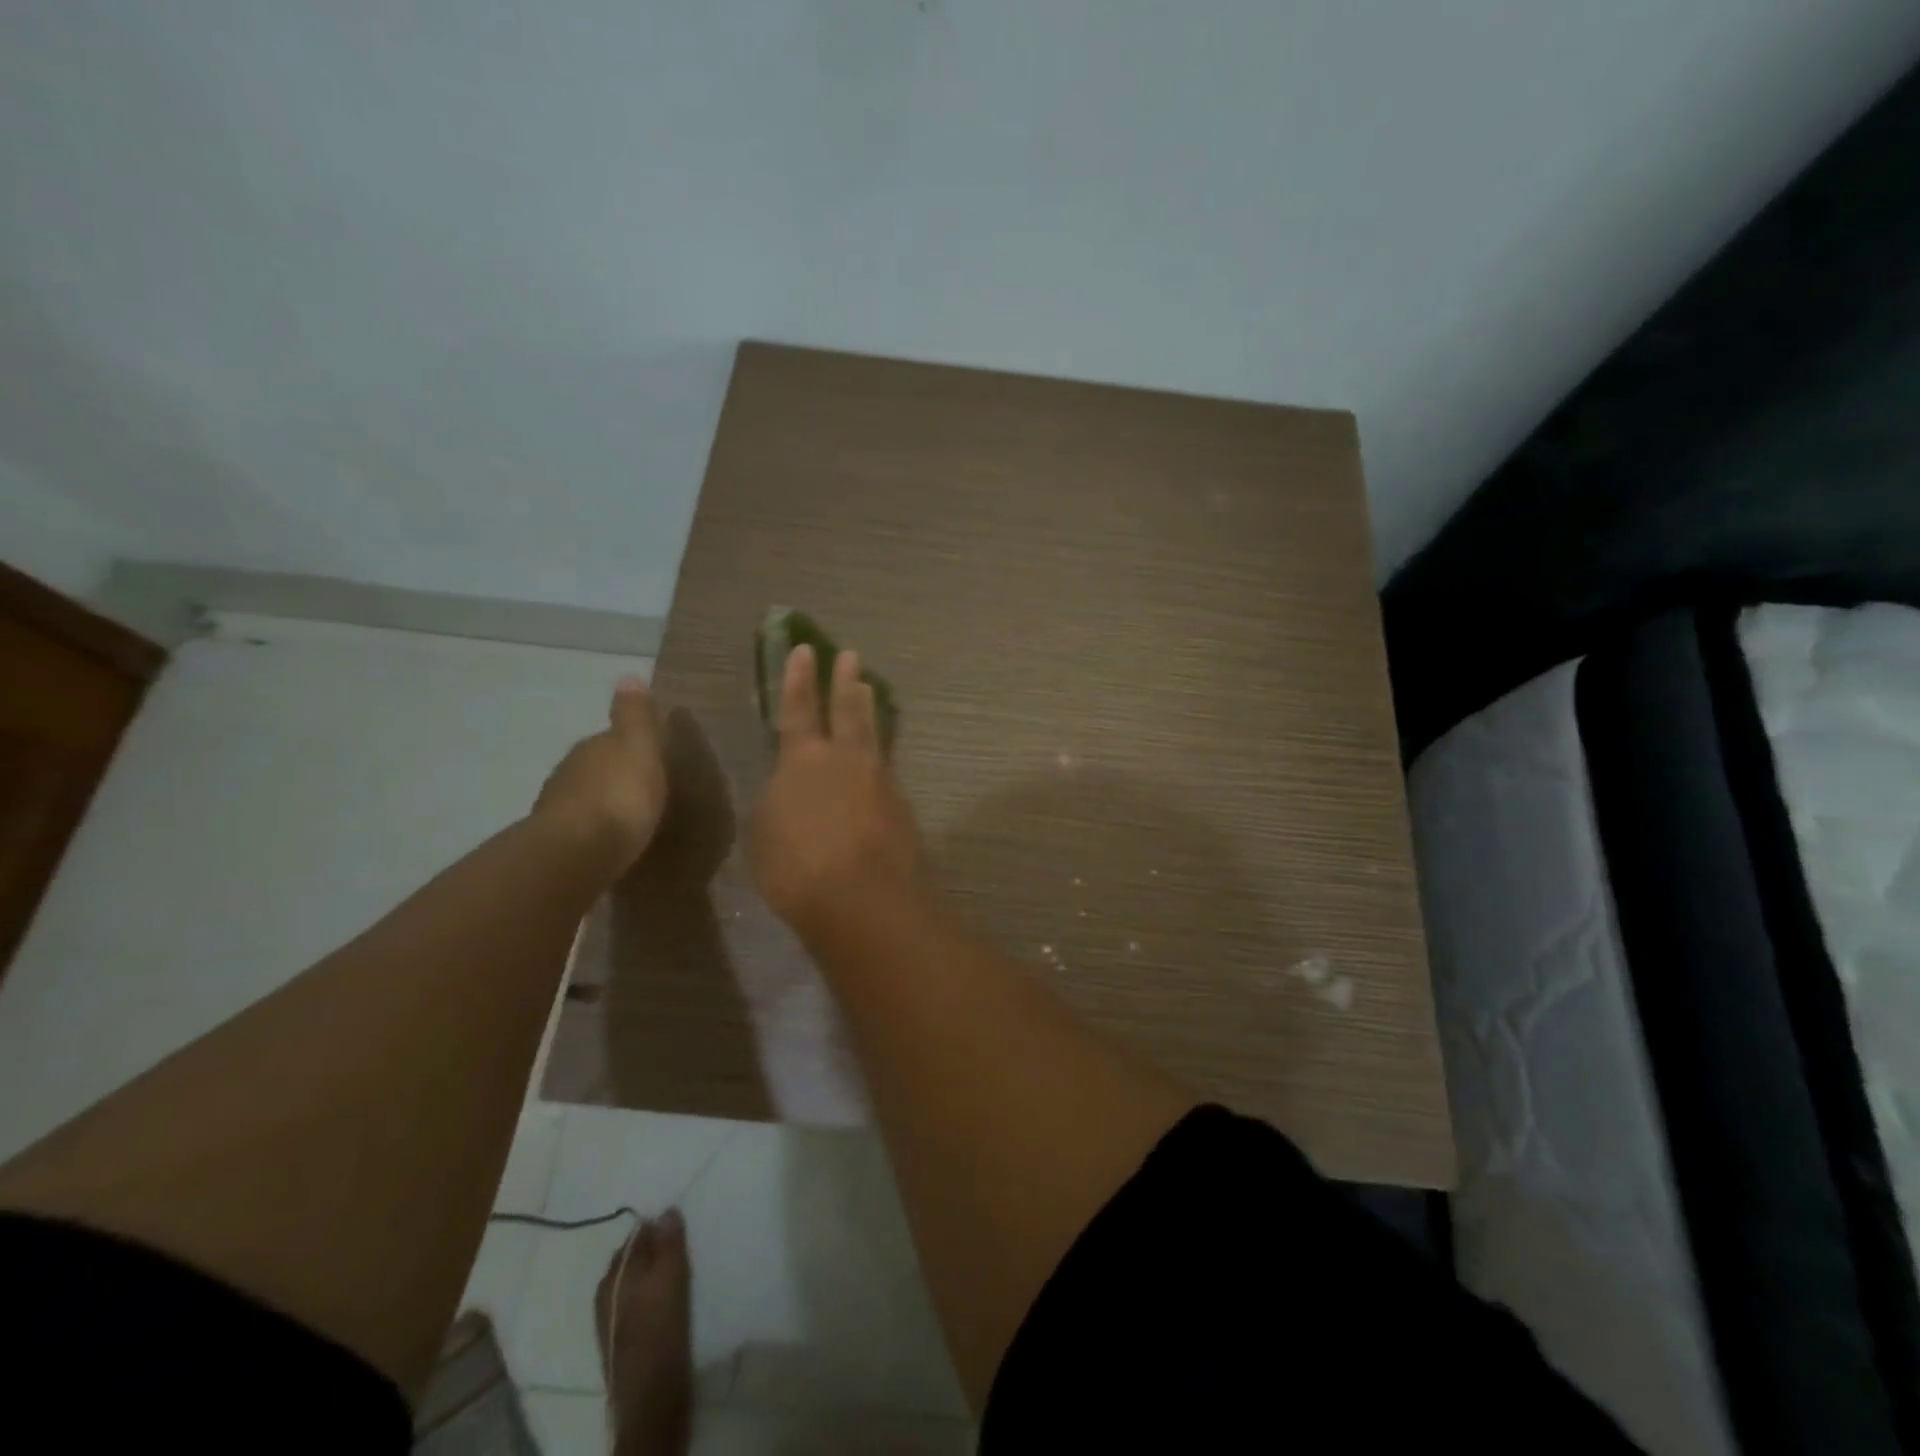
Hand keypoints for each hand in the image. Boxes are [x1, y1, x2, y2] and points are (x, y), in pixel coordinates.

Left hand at [535, 677, 668, 873]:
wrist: (577, 852)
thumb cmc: (620, 795)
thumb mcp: (640, 747)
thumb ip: (635, 716)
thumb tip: (628, 676)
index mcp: (592, 747)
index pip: (609, 739)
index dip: (629, 747)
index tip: (648, 760)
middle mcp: (568, 773)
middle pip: (595, 769)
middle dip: (613, 777)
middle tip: (640, 791)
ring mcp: (558, 810)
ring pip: (584, 800)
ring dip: (601, 806)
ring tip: (627, 821)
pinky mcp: (557, 845)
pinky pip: (581, 832)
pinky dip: (593, 833)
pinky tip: (608, 844)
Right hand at [751, 644, 925, 937]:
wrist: (863, 899)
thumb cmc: (798, 869)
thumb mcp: (765, 835)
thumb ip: (777, 802)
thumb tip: (788, 790)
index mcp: (803, 760)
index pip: (798, 708)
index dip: (799, 679)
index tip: (804, 650)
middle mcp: (845, 759)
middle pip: (847, 710)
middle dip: (844, 681)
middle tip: (850, 656)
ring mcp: (880, 779)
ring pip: (873, 733)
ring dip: (868, 708)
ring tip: (868, 687)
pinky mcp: (901, 805)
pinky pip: (887, 766)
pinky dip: (881, 752)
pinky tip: (879, 756)